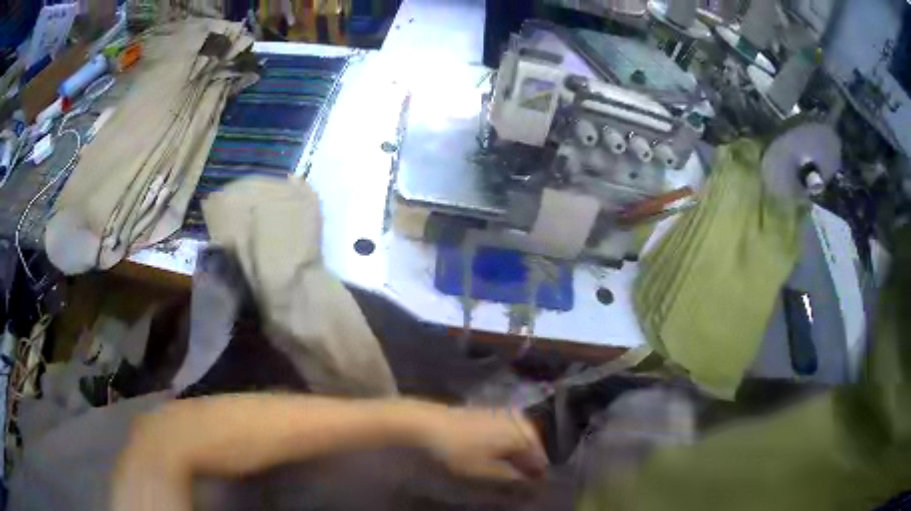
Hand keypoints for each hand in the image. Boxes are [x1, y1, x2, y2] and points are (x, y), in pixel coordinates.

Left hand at [417, 406, 547, 481]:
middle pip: (533, 445)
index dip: (538, 475)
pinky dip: (510, 444)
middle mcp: (518, 420)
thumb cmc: (458, 450)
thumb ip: (511, 477)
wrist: (427, 424)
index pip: (540, 458)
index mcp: (522, 434)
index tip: (534, 488)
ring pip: (522, 437)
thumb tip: (530, 482)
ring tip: (511, 470)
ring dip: (521, 454)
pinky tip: (499, 454)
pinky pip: (510, 430)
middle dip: (530, 463)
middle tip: (523, 481)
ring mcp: (504, 414)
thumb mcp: (485, 471)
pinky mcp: (490, 412)